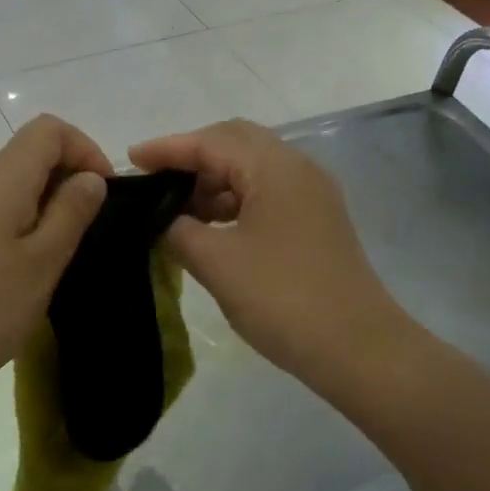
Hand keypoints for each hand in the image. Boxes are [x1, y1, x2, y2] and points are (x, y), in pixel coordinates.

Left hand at [0, 116, 110, 380]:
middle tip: (90, 226)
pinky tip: (31, 263)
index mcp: (2, 178)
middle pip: (32, 151)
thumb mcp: (43, 261)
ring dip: (49, 201)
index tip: (104, 193)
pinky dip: (26, 219)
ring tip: (65, 248)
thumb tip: (90, 178)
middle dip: (70, 176)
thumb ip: (72, 212)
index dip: (85, 150)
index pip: (49, 130)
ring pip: (16, 181)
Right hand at [129, 121, 404, 383]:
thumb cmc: (283, 299)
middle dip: (191, 156)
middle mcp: (297, 167)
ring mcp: (312, 193)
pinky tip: (213, 226)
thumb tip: (161, 219)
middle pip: (234, 142)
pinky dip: (235, 199)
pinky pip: (267, 190)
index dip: (166, 149)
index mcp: (274, 167)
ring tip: (178, 209)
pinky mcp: (317, 218)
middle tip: (155, 179)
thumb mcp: (217, 263)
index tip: (130, 160)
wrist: (359, 348)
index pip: (210, 142)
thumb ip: (178, 231)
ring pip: (252, 167)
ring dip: (214, 180)